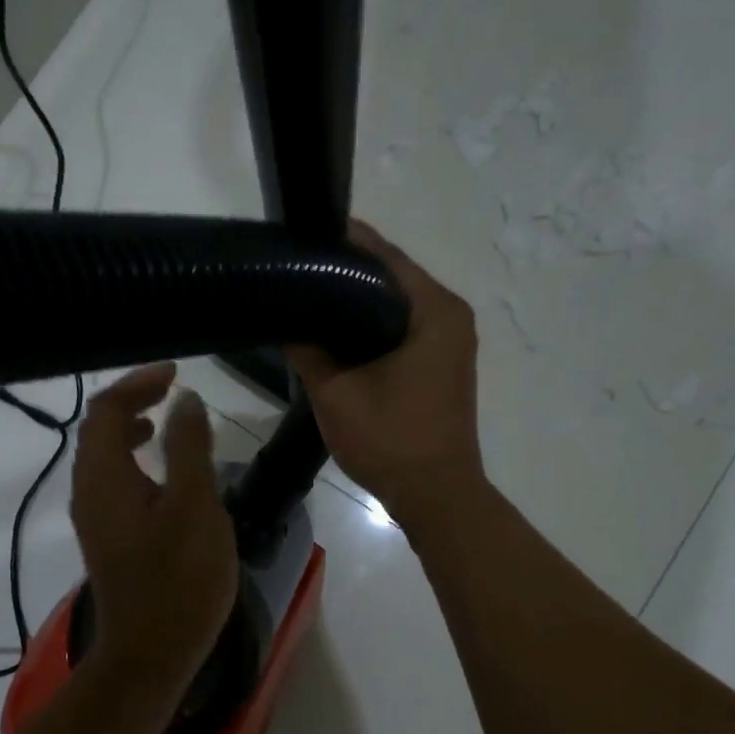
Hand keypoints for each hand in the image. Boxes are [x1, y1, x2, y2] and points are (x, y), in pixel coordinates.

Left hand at [71, 364, 238, 690]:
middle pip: (96, 429)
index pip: (105, 410)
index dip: (136, 383)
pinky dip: (131, 460)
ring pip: (102, 457)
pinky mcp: (107, 538)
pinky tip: (161, 473)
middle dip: (131, 400)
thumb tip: (184, 401)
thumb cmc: (178, 578)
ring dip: (128, 429)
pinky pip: (111, 481)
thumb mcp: (194, 505)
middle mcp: (88, 492)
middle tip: (170, 390)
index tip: (175, 373)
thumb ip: (188, 447)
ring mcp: (94, 518)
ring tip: (162, 421)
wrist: (151, 653)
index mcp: (103, 477)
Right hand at [289, 222, 484, 527]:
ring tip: (309, 298)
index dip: (342, 242)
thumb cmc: (391, 439)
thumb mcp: (336, 392)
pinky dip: (371, 326)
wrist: (436, 495)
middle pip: (391, 277)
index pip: (384, 256)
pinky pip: (402, 329)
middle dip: (346, 271)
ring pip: (395, 305)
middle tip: (297, 269)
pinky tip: (336, 335)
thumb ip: (307, 349)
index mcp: (434, 309)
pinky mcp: (442, 364)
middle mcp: (450, 315)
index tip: (301, 237)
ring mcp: (450, 341)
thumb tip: (285, 321)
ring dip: (357, 301)